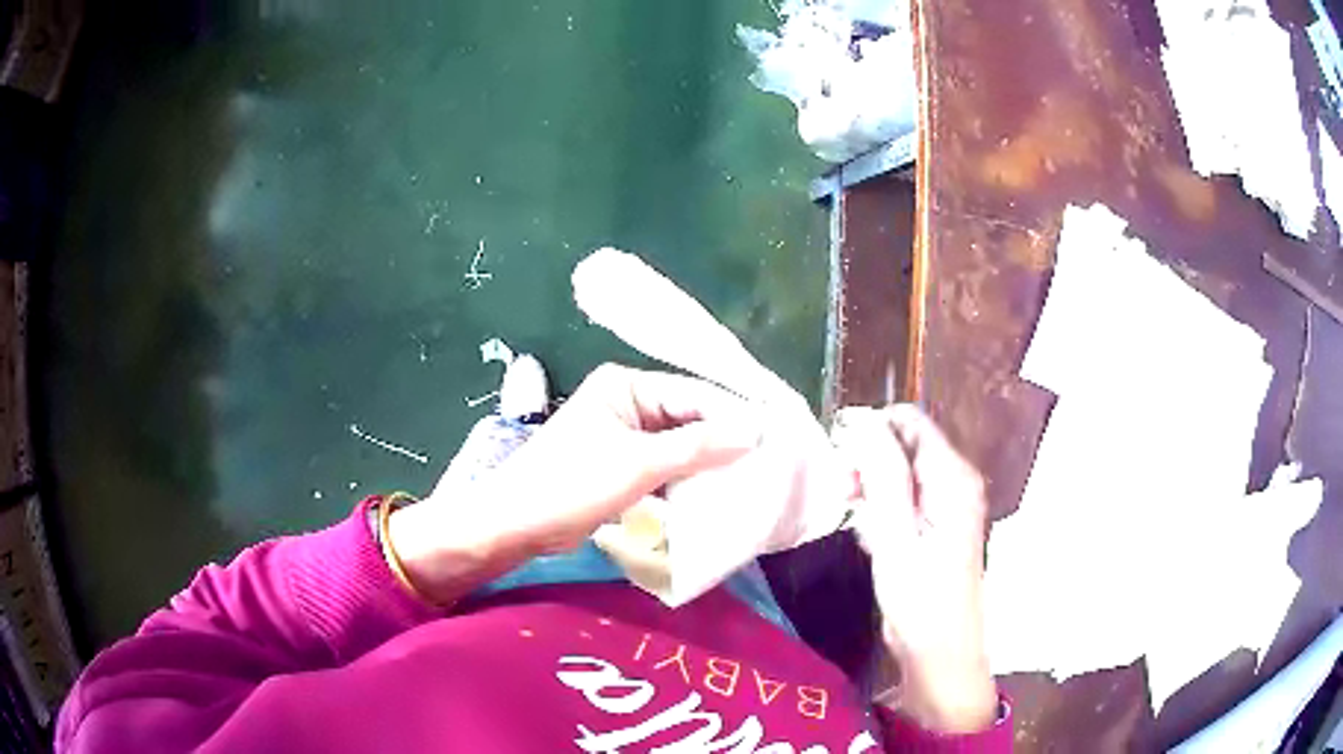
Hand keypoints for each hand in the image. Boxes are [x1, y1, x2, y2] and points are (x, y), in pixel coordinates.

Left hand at [388, 364, 760, 604]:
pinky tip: (716, 492)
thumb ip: (698, 446)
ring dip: (707, 461)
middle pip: (688, 417)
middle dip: (723, 439)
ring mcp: (623, 434)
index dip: (733, 414)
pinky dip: (687, 477)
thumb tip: (754, 431)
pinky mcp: (621, 464)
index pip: (693, 392)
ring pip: (679, 443)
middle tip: (768, 460)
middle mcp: (627, 402)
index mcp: (626, 385)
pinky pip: (665, 465)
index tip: (773, 435)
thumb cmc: (572, 483)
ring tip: (751, 477)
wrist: (517, 524)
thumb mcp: (639, 463)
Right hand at [833, 404, 996, 733]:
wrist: (940, 652)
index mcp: (952, 476)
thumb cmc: (918, 599)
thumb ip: (882, 475)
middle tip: (841, 492)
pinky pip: (906, 495)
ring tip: (852, 516)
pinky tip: (869, 534)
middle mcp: (957, 479)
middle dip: (868, 459)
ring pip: (902, 470)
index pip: (909, 421)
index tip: (836, 455)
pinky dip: (883, 507)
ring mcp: (950, 501)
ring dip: (872, 485)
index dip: (870, 428)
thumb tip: (862, 421)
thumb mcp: (895, 536)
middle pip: (905, 443)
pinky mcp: (939, 523)